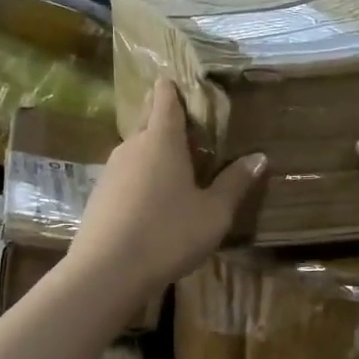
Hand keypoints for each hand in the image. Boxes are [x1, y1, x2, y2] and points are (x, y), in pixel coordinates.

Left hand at [71, 79, 264, 297]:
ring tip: (177, 169)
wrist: (106, 272)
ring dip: (154, 154)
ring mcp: (111, 171)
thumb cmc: (168, 234)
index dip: (175, 88)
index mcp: (162, 140)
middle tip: (193, 132)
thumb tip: (259, 156)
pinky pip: (125, 176)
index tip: (188, 86)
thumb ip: (236, 183)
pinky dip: (140, 179)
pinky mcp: (99, 196)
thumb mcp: (213, 213)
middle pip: (148, 121)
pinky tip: (152, 202)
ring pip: (136, 150)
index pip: (166, 98)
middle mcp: (132, 146)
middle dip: (167, 120)